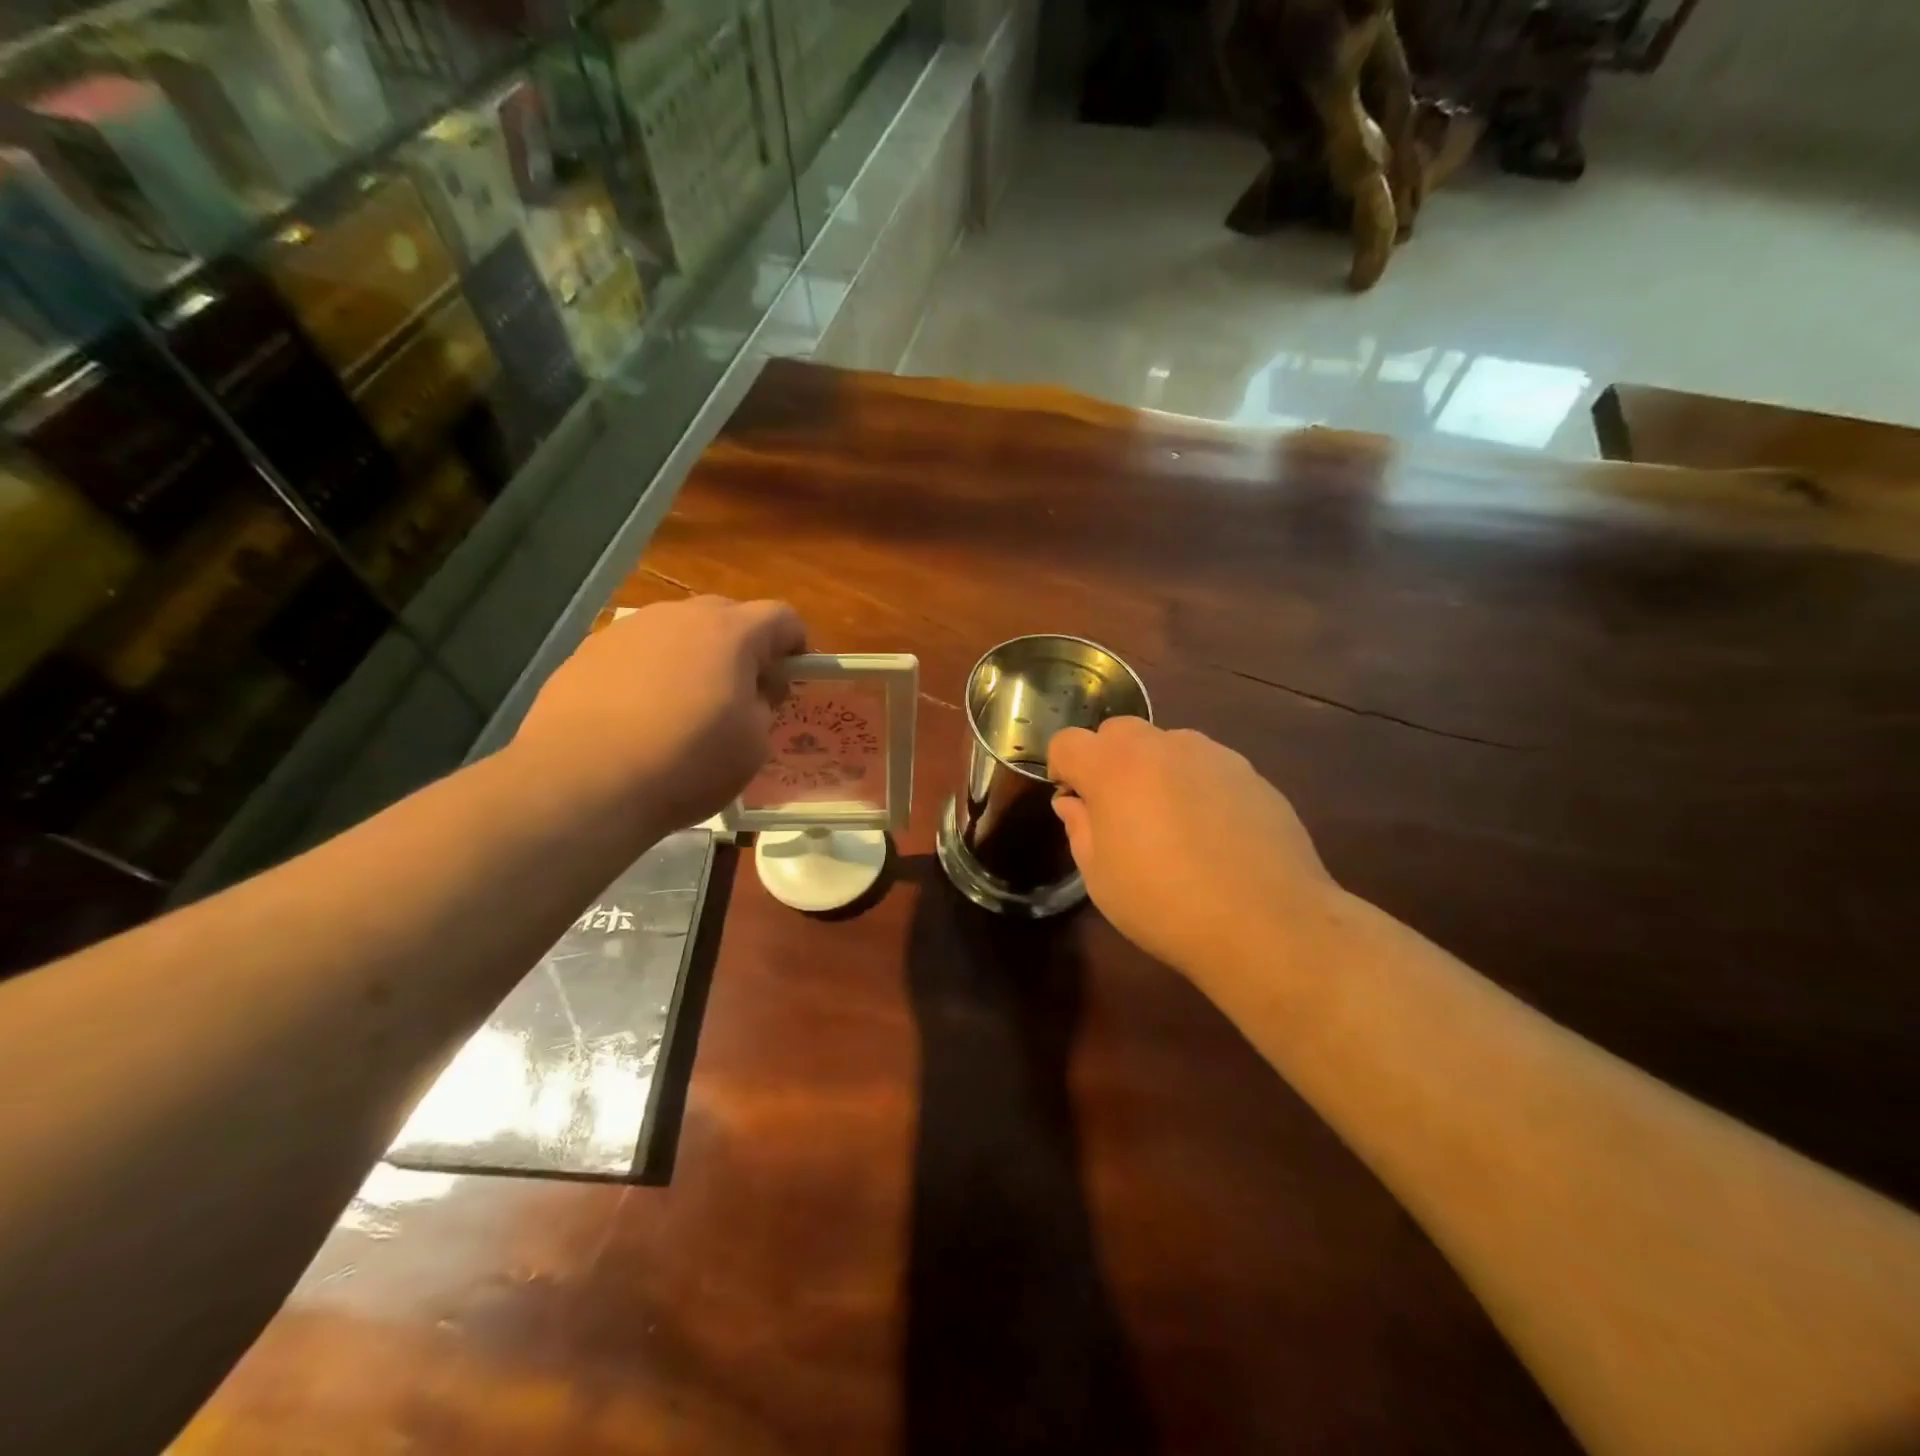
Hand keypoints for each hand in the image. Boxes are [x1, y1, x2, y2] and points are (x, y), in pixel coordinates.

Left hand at [513, 596, 805, 835]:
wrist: (583, 783)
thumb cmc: (686, 763)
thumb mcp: (753, 745)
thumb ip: (762, 706)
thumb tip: (750, 694)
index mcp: (731, 633)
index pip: (781, 617)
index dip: (794, 645)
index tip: (789, 681)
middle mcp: (679, 616)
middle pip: (727, 616)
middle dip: (743, 648)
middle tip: (740, 695)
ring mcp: (628, 630)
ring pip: (677, 632)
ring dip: (693, 658)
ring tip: (683, 708)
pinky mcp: (587, 651)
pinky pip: (636, 653)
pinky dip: (649, 674)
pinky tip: (637, 717)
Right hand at [1048, 718, 1338, 984]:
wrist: (1267, 923)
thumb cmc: (1164, 904)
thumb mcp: (1100, 877)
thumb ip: (1080, 828)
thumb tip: (1074, 803)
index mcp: (1114, 768)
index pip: (1069, 742)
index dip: (1062, 768)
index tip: (1074, 802)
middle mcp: (1162, 747)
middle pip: (1118, 731)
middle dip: (1108, 760)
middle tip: (1119, 810)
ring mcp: (1212, 755)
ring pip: (1167, 745)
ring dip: (1155, 770)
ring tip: (1171, 823)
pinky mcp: (1251, 773)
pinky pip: (1207, 767)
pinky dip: (1197, 786)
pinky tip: (1213, 834)